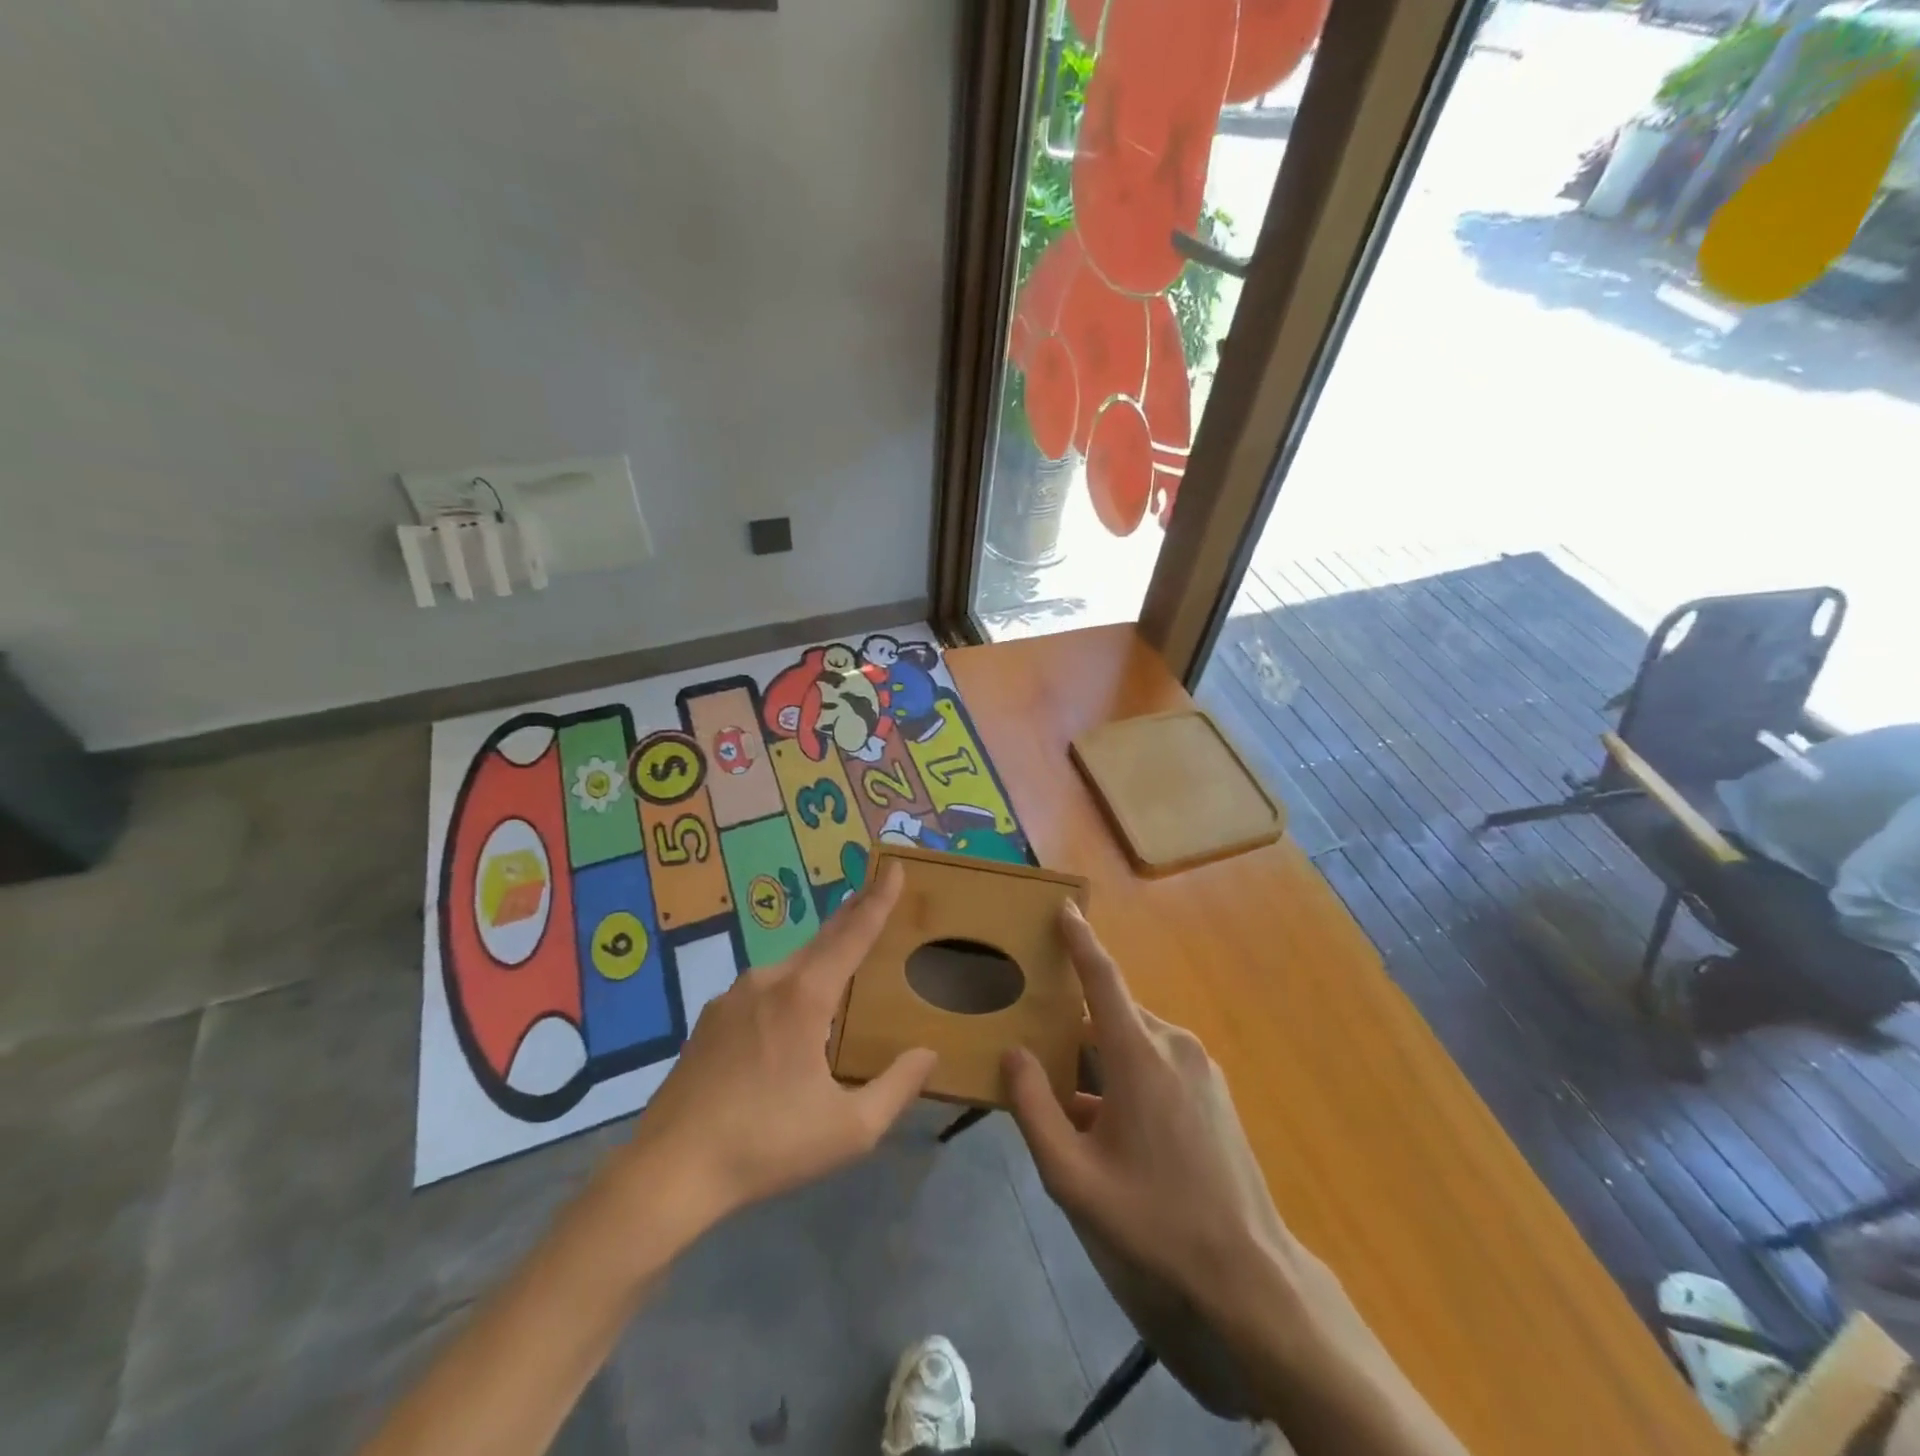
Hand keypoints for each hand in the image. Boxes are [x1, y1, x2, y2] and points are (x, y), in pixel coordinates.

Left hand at [611, 862, 934, 1233]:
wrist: (669, 1171)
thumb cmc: (767, 1145)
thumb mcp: (849, 1129)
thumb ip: (896, 1087)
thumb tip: (928, 1054)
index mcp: (805, 997)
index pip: (853, 935)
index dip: (878, 900)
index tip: (895, 867)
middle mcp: (768, 982)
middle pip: (822, 940)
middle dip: (852, 915)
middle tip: (875, 892)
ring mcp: (732, 998)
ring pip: (790, 967)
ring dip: (820, 958)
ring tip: (841, 965)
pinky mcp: (709, 1020)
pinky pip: (762, 991)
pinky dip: (788, 989)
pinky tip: (789, 1020)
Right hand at [1002, 905, 1290, 1312]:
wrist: (1246, 1271)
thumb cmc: (1153, 1219)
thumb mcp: (1073, 1176)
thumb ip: (1034, 1109)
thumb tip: (1013, 1053)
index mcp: (1139, 1055)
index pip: (1102, 978)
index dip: (1080, 939)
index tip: (1064, 907)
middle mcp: (1173, 1045)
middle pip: (1112, 1012)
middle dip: (1075, 1018)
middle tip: (1036, 1036)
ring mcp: (1199, 1066)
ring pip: (1134, 1038)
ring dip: (1099, 1054)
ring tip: (1067, 1089)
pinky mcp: (1212, 1088)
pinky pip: (1157, 1059)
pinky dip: (1126, 1070)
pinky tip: (1108, 1118)